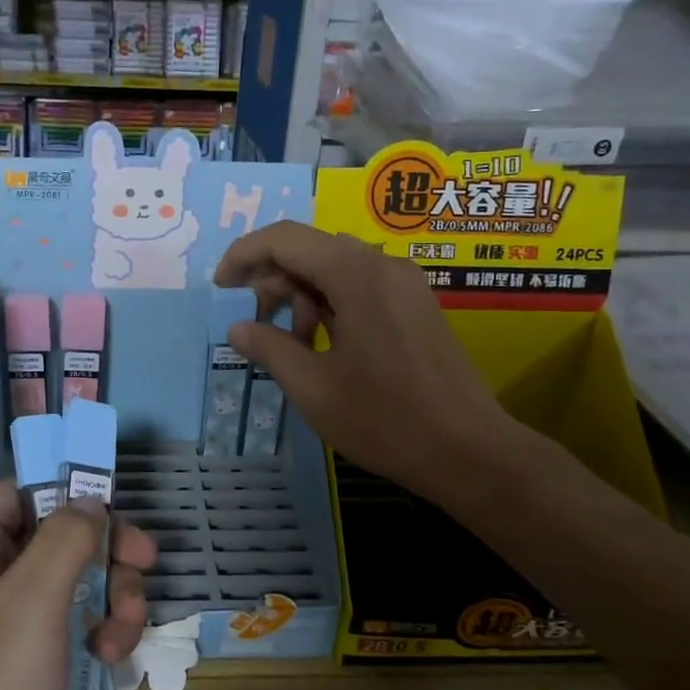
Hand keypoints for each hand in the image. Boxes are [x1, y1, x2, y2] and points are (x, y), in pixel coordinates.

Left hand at [0, 482, 155, 689]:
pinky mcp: (30, 672)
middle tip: (146, 565)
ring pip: (74, 584)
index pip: (18, 494)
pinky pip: (74, 629)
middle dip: (104, 550)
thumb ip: (67, 538)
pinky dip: (100, 635)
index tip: (115, 503)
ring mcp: (9, 631)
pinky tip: (113, 661)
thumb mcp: (34, 601)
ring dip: (111, 597)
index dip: (64, 489)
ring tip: (125, 633)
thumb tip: (90, 501)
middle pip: (56, 537)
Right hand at [214, 220, 517, 503]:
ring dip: (302, 296)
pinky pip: (361, 287)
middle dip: (274, 281)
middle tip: (256, 326)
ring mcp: (405, 284)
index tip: (221, 287)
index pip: (284, 239)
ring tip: (294, 346)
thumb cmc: (383, 418)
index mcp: (355, 274)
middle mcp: (383, 265)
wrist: (468, 451)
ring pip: (336, 269)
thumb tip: (237, 328)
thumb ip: (268, 347)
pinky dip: (331, 305)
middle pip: (311, 250)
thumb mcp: (312, 386)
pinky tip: (325, 345)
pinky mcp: (417, 305)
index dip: (244, 255)